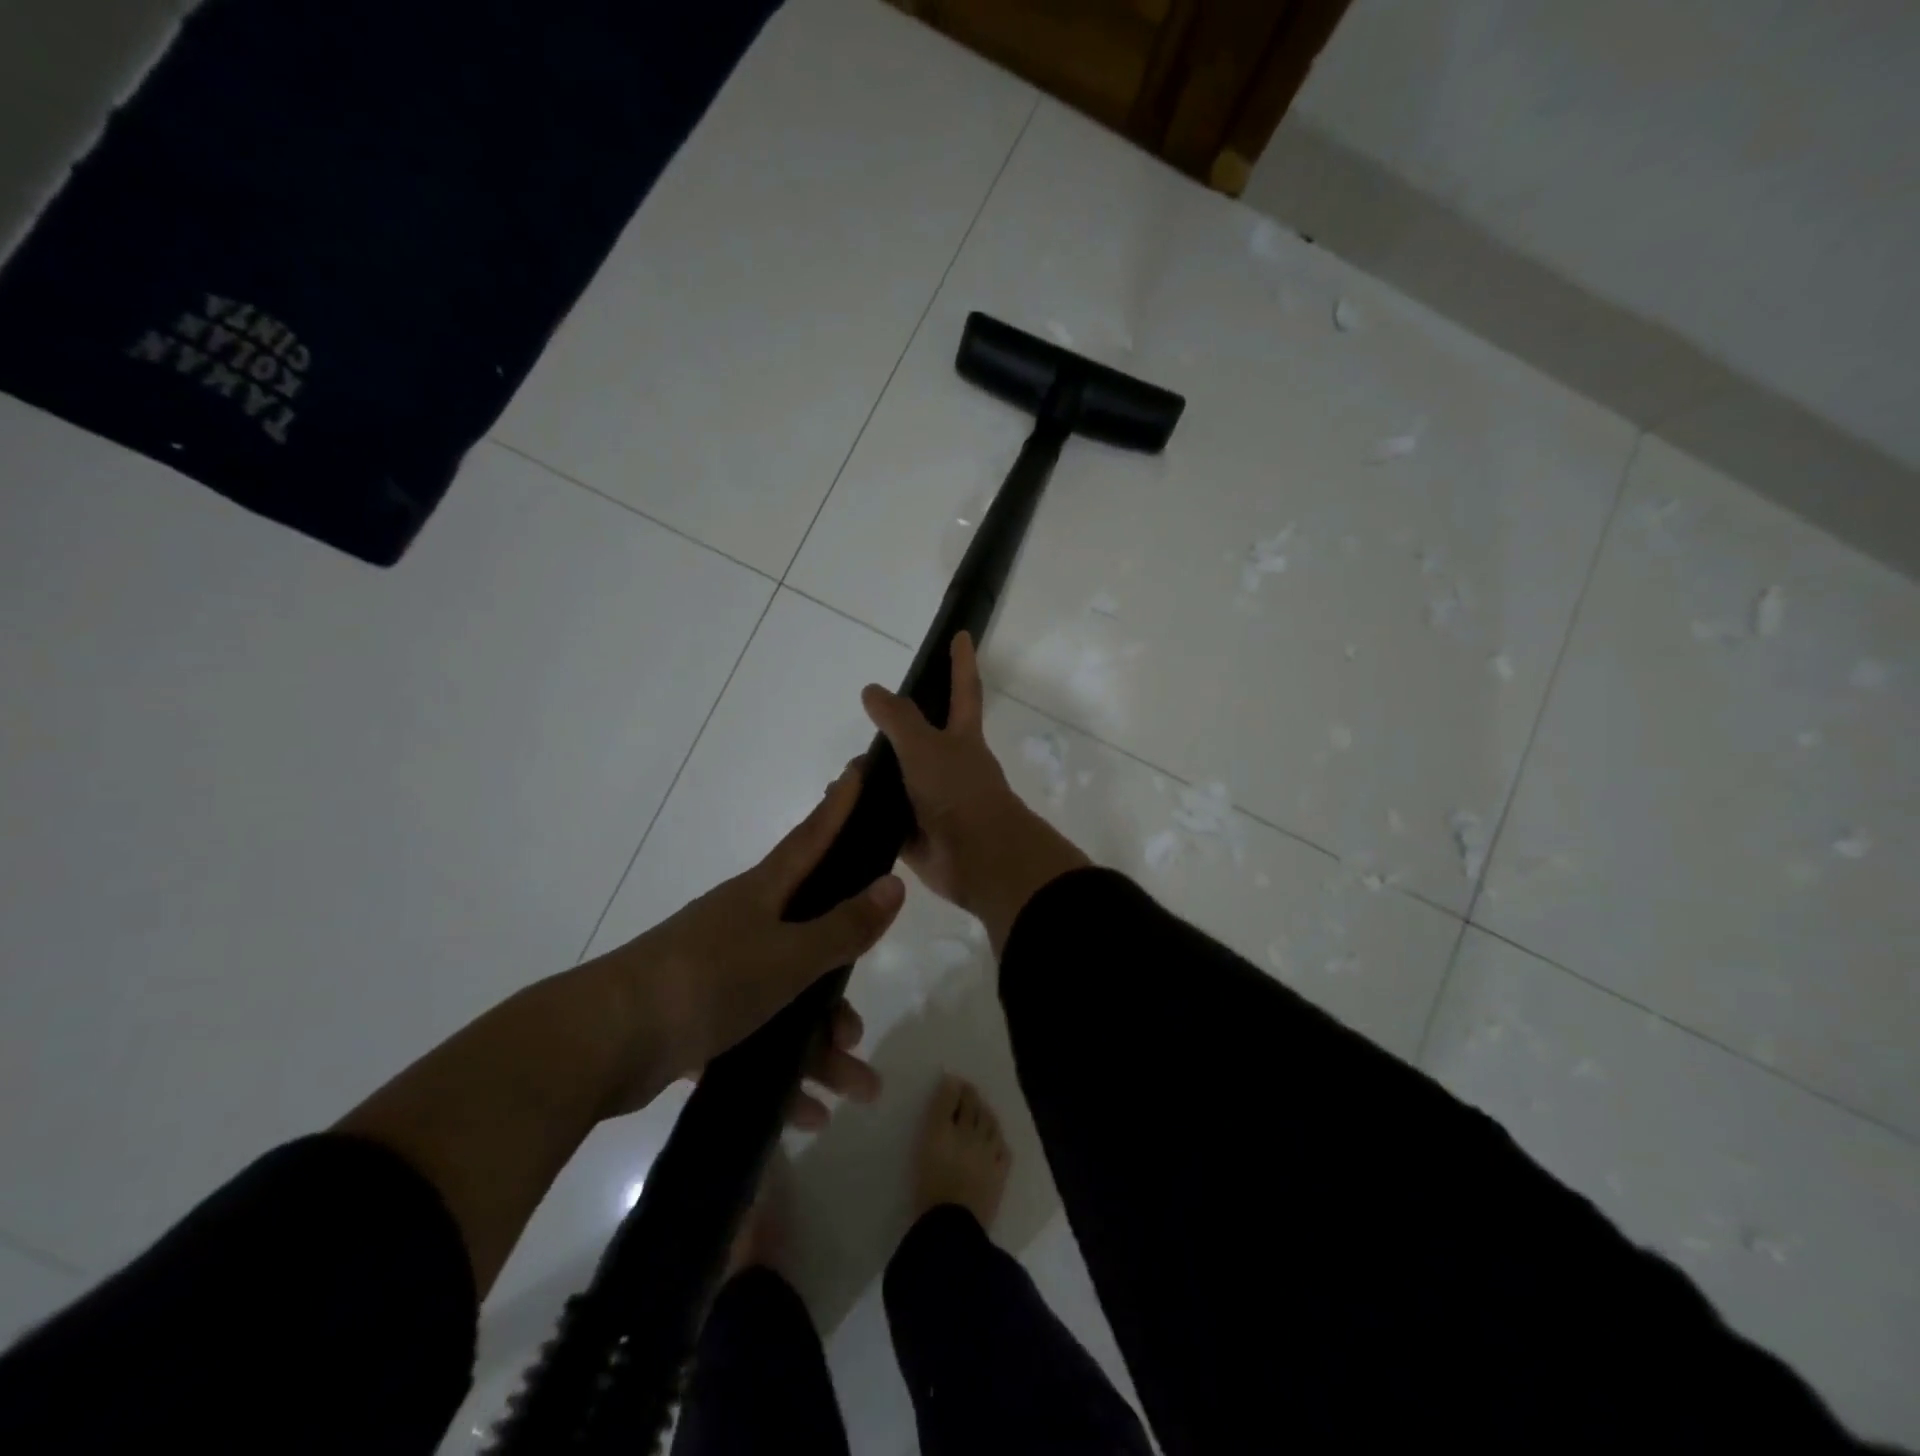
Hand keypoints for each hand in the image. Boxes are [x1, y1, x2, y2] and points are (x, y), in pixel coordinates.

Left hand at [601, 761, 904, 1109]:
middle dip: (842, 987)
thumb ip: (844, 927)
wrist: (602, 1042)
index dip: (841, 805)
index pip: (814, 837)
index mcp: (764, 895)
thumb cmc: (706, 981)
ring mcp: (720, 971)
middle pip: (811, 941)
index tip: (860, 770)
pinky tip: (807, 1114)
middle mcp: (745, 925)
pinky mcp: (699, 1016)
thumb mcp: (788, 957)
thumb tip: (894, 884)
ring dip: (820, 1047)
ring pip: (787, 1001)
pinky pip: (755, 1040)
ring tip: (856, 1090)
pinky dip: (781, 1073)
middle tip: (861, 1027)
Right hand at [861, 632, 1088, 952]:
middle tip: (866, 722)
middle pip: (920, 737)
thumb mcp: (926, 746)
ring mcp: (933, 800)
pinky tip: (839, 809)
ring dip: (872, 775)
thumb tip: (872, 690)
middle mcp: (949, 765)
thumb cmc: (959, 791)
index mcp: (962, 738)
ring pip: (897, 779)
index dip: (961, 662)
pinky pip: (884, 817)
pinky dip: (864, 812)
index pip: (963, 690)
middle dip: (896, 729)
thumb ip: (899, 718)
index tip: (961, 635)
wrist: (978, 858)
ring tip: (842, 774)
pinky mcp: (916, 833)